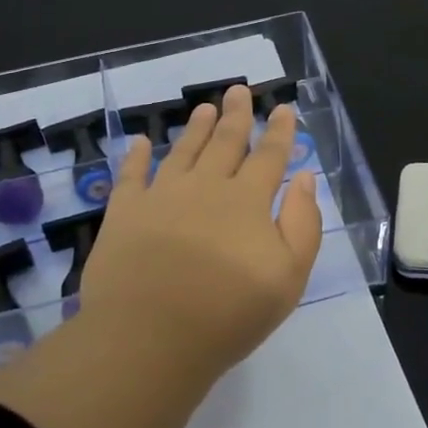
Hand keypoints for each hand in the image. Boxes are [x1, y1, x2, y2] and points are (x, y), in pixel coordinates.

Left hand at [80, 84, 322, 370]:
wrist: (150, 337)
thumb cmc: (228, 313)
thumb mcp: (288, 277)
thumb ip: (302, 223)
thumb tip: (303, 177)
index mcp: (247, 201)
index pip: (269, 156)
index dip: (279, 131)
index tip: (283, 108)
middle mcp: (205, 187)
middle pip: (225, 142)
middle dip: (237, 115)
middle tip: (239, 90)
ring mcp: (162, 196)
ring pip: (183, 151)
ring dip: (196, 127)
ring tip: (205, 107)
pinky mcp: (125, 212)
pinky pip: (131, 175)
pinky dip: (136, 156)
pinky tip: (140, 142)